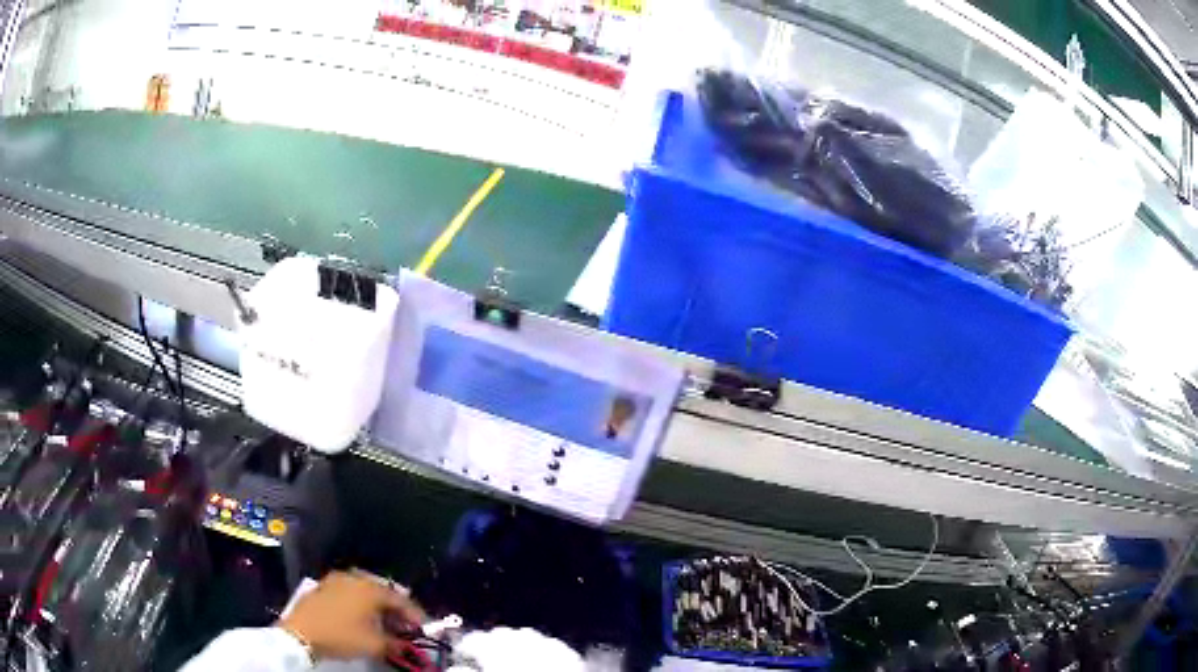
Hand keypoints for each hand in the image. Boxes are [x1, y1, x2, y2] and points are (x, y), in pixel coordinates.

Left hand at [279, 570, 425, 659]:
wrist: (300, 633)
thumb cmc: (341, 636)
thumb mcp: (374, 645)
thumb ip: (395, 643)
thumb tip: (405, 644)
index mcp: (370, 589)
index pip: (401, 599)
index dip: (415, 615)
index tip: (424, 628)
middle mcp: (355, 579)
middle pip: (383, 592)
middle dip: (396, 610)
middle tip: (405, 626)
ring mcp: (337, 580)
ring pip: (365, 591)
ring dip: (377, 607)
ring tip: (384, 624)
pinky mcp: (323, 587)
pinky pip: (350, 593)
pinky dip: (360, 604)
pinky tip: (362, 618)